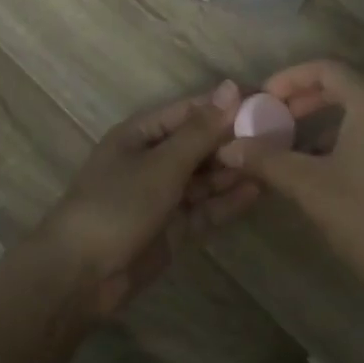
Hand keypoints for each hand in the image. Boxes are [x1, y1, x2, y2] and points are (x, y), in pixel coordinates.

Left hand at [31, 80, 254, 316]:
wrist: (81, 275)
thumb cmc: (116, 205)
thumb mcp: (161, 164)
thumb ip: (200, 131)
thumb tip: (232, 87)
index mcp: (140, 134)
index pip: (190, 111)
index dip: (226, 105)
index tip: (268, 100)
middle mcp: (152, 160)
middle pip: (200, 144)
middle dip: (235, 140)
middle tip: (282, 135)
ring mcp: (162, 196)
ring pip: (205, 177)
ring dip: (235, 170)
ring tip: (276, 161)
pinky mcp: (172, 228)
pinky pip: (205, 208)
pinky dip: (228, 200)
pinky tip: (258, 191)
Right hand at [218, 60, 363, 293]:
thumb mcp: (312, 187)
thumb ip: (267, 160)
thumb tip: (228, 149)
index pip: (326, 69)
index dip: (288, 81)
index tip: (261, 100)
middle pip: (350, 85)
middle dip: (308, 101)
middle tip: (276, 121)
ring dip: (333, 121)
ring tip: (301, 148)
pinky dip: (359, 136)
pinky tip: (338, 167)